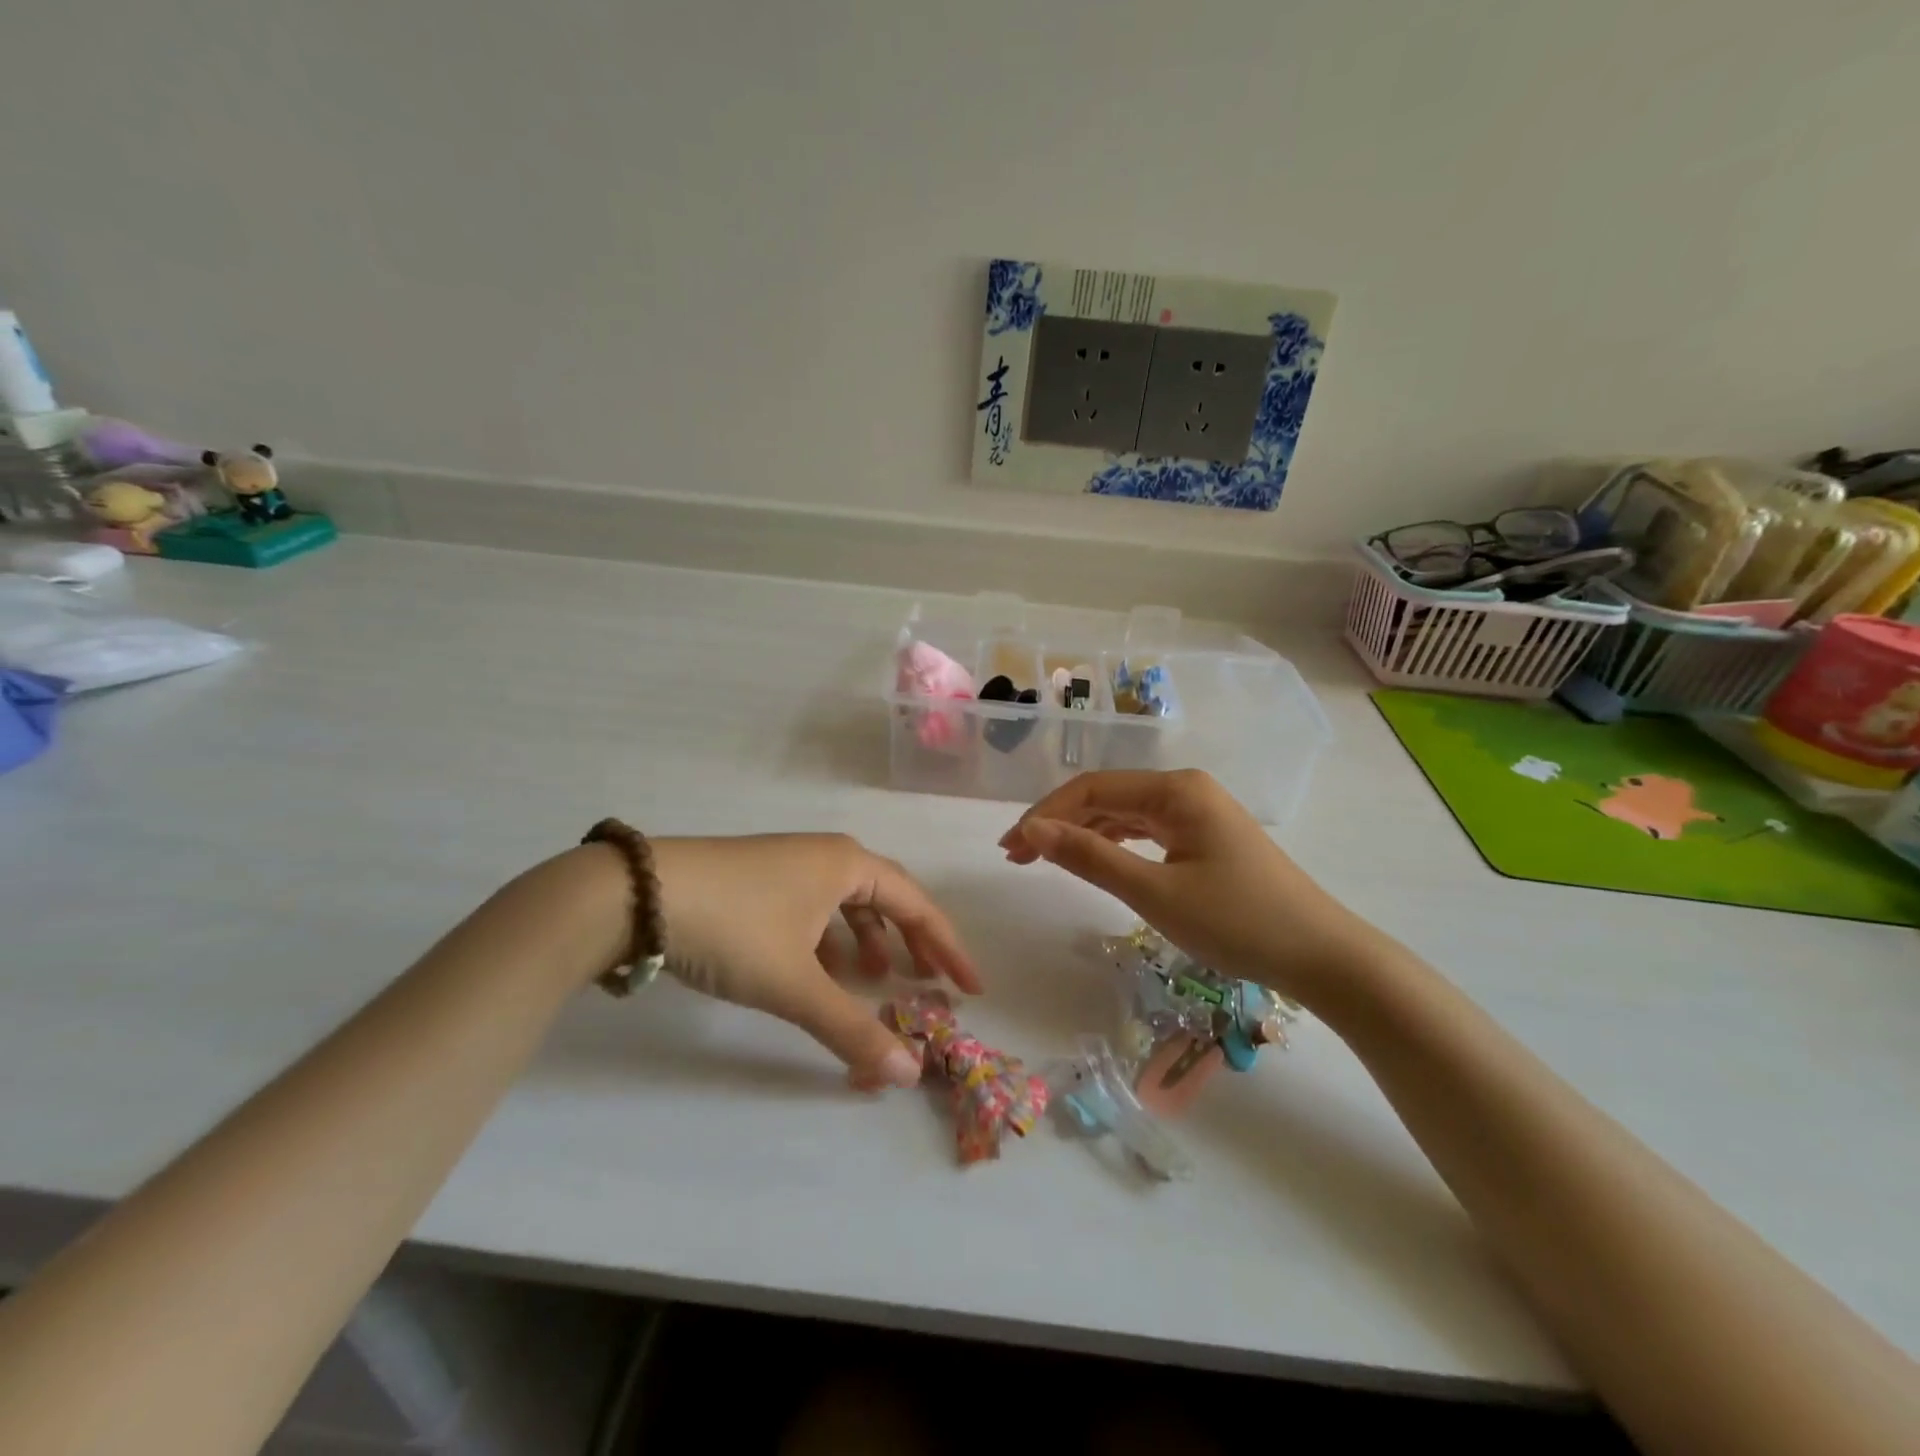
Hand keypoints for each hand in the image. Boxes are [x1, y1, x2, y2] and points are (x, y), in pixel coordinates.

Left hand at [648, 835, 981, 1088]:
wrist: (636, 895)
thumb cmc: (732, 928)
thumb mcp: (794, 984)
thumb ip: (851, 1030)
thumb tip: (908, 1074)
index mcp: (847, 864)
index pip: (917, 904)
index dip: (947, 946)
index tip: (970, 985)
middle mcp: (824, 856)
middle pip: (887, 897)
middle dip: (912, 940)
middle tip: (931, 980)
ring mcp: (787, 864)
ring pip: (846, 902)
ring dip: (867, 940)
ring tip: (872, 980)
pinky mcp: (756, 879)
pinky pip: (813, 908)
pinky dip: (828, 939)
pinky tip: (816, 969)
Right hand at [998, 770, 1371, 1006]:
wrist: (1322, 956)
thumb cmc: (1238, 922)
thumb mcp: (1155, 893)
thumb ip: (1090, 857)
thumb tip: (1031, 830)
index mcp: (1175, 789)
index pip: (1092, 790)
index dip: (1045, 815)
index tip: (1010, 848)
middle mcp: (1185, 789)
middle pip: (1106, 797)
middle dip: (1059, 823)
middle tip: (1016, 857)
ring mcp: (1198, 812)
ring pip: (1124, 814)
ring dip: (1083, 834)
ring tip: (1043, 860)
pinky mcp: (1205, 837)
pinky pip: (1146, 831)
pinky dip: (1114, 844)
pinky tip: (1093, 858)